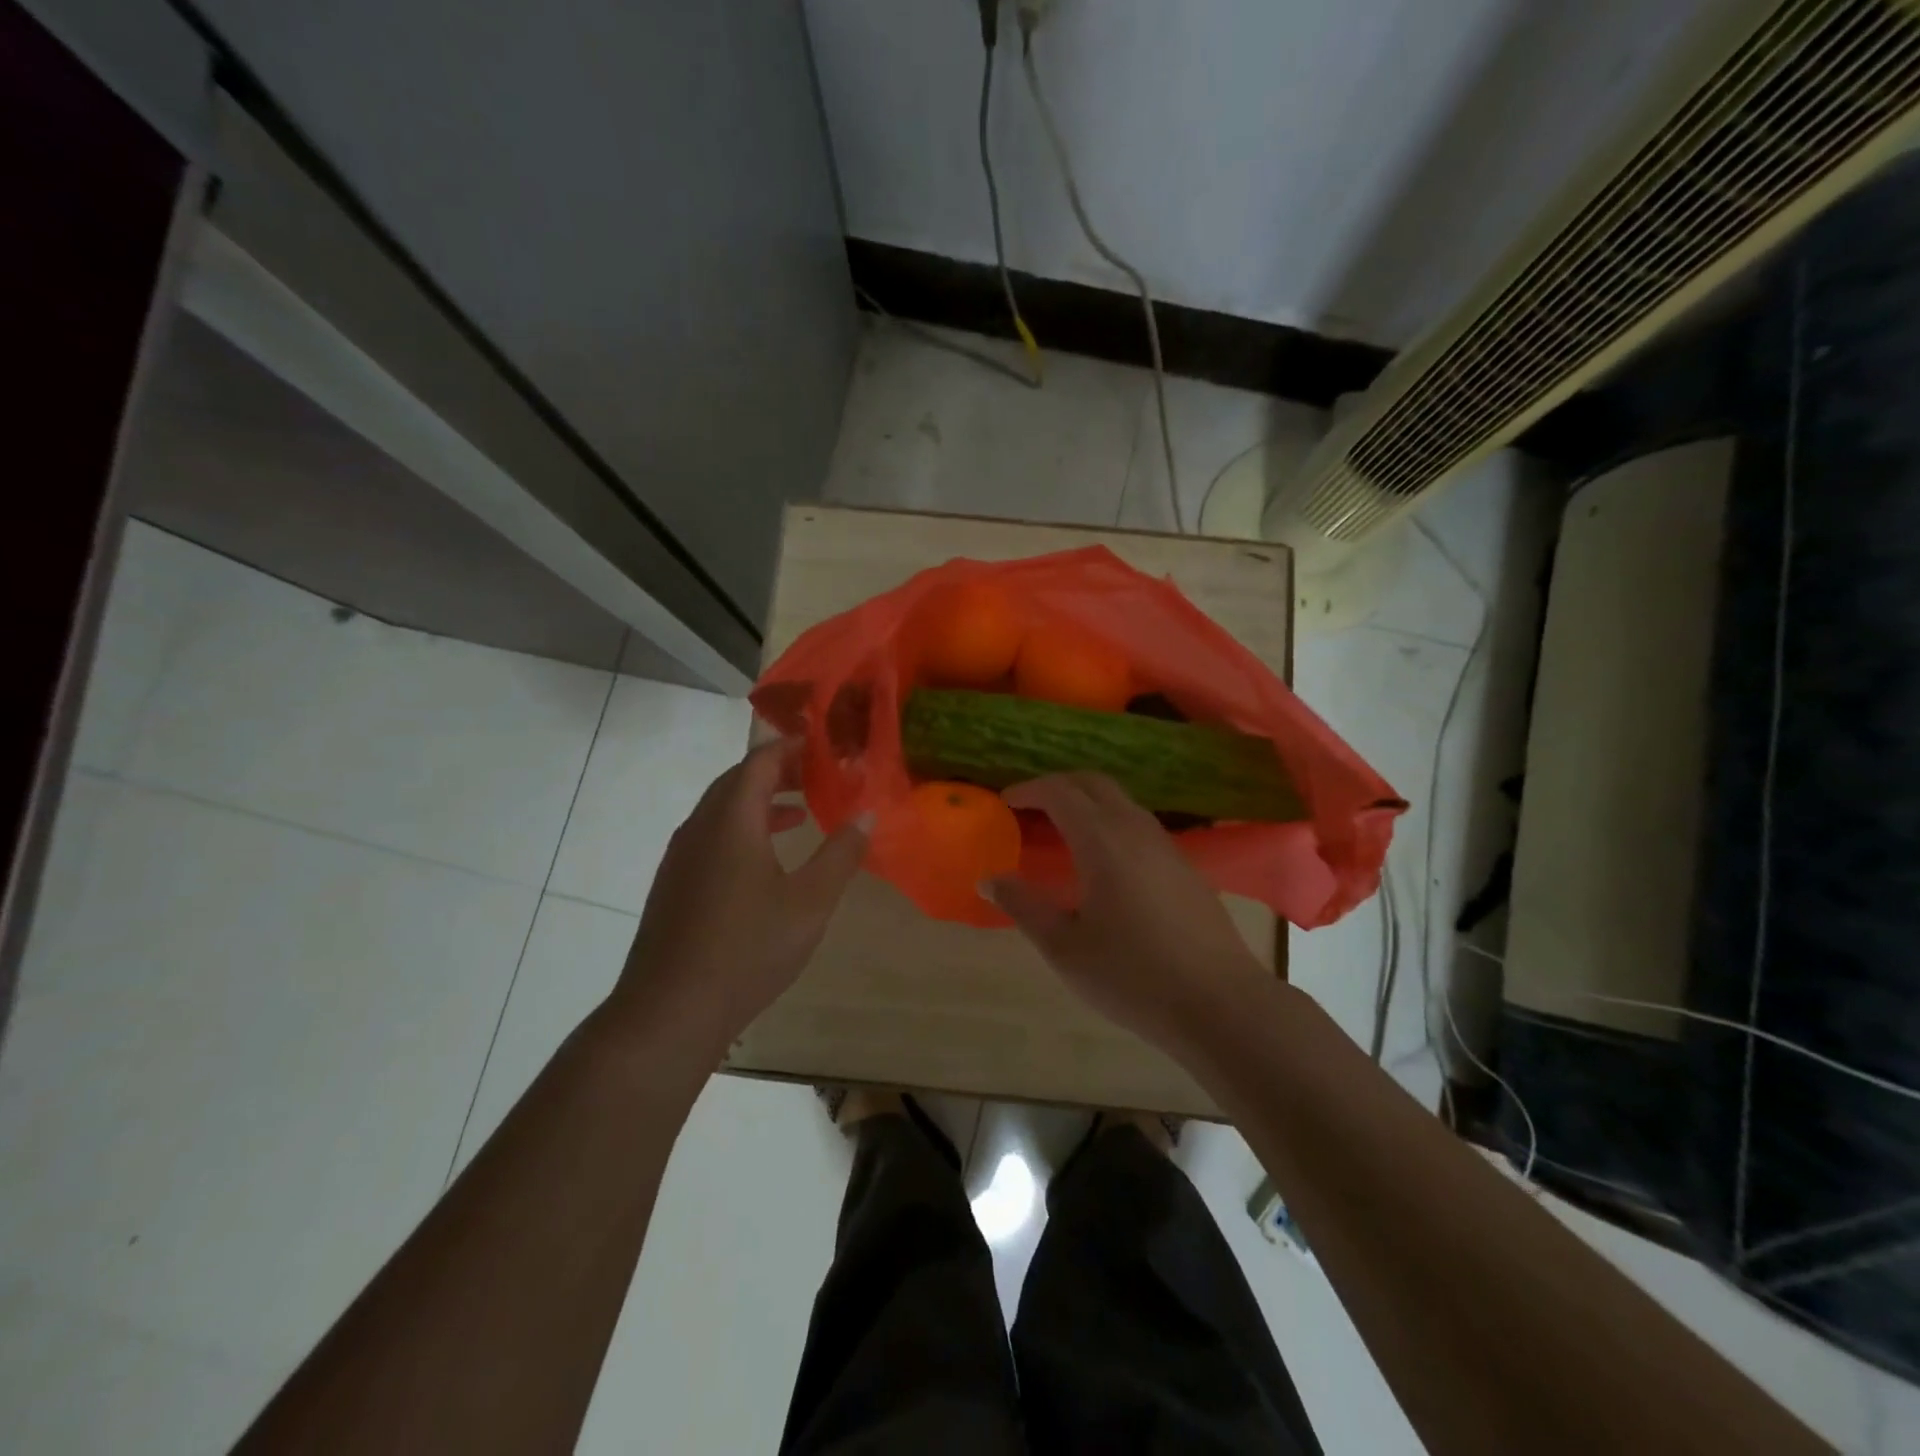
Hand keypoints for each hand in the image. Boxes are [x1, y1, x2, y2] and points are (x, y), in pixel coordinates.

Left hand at [612, 740, 870, 1054]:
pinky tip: (766, 860)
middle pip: (739, 780)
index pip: (760, 761)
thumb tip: (866, 815)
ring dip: (761, 801)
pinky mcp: (674, 884)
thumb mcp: (810, 903)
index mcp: (731, 820)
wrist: (669, 1011)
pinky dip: (743, 829)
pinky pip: (712, 835)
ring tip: (800, 812)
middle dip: (779, 771)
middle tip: (820, 775)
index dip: (793, 747)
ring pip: (723, 809)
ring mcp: (681, 857)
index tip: (827, 747)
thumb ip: (841, 855)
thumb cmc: (747, 950)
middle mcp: (700, 827)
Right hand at [987, 773, 1273, 1057]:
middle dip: (1058, 785)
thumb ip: (1023, 906)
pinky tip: (1105, 861)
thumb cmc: (1132, 976)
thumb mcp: (1064, 947)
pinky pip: (1140, 824)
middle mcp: (1136, 830)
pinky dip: (1111, 821)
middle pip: (1094, 783)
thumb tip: (989, 878)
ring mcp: (1167, 846)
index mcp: (1102, 841)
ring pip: (1121, 801)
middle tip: (1031, 805)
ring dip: (1087, 802)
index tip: (1005, 801)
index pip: (1061, 792)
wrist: (1219, 1003)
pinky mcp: (1185, 867)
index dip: (1029, 789)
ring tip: (1063, 829)